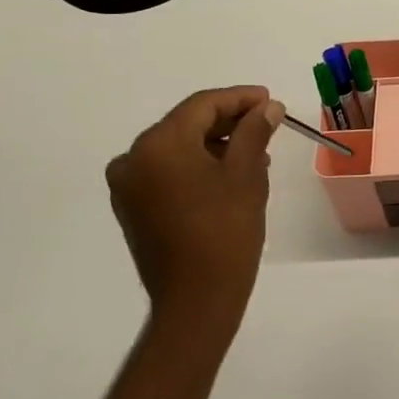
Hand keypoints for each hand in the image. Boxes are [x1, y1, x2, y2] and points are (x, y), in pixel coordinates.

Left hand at [105, 87, 283, 318]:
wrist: (196, 300)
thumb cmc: (225, 231)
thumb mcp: (246, 175)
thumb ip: (254, 131)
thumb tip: (267, 107)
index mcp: (158, 144)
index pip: (202, 105)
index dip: (240, 98)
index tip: (270, 100)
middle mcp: (133, 158)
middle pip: (186, 124)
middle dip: (228, 122)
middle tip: (266, 125)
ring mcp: (128, 185)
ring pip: (177, 149)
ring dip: (214, 145)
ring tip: (254, 155)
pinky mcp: (132, 208)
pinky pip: (167, 172)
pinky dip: (196, 167)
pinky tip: (227, 176)